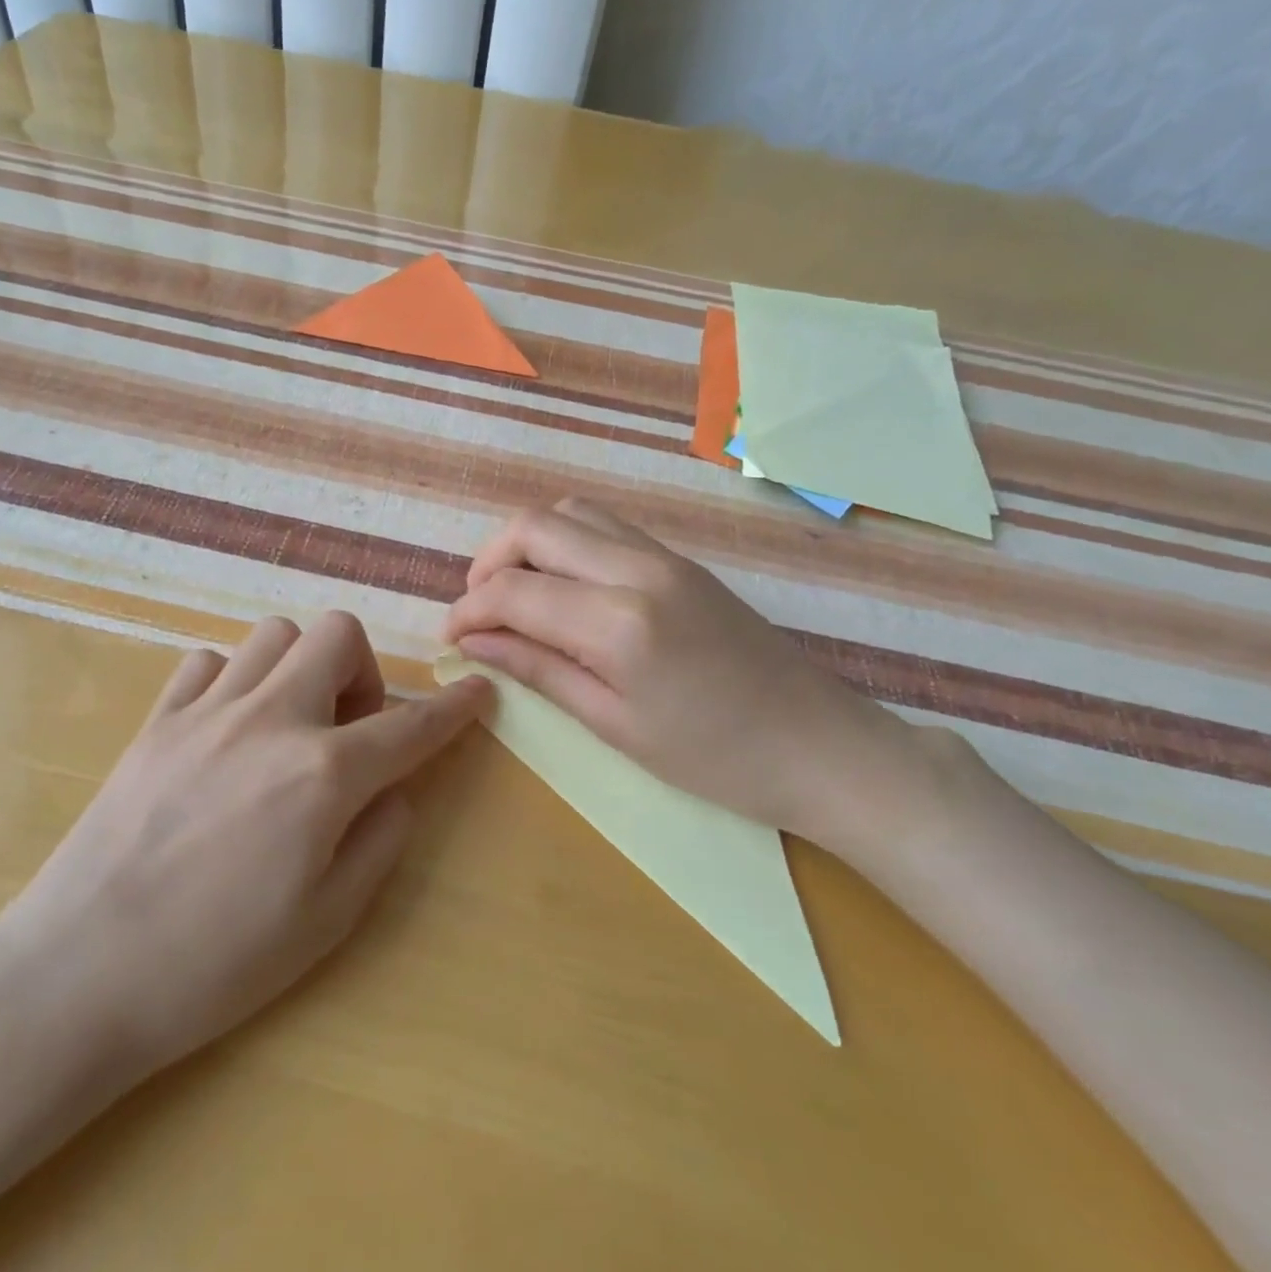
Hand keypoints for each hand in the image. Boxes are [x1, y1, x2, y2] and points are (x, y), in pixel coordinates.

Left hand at [0, 612, 489, 1102]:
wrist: (78, 974)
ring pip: (273, 634)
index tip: (478, 691)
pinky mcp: (155, 720)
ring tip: (288, 725)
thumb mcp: (328, 920)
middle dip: (363, 671)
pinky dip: (234, 681)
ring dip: (299, 668)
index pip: (412, 724)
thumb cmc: (215, 964)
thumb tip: (395, 788)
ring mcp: (206, 711)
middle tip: (349, 729)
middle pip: (337, 634)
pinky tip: (227, 730)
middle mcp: (271, 720)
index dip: (456, 707)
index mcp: (324, 774)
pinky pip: (208, 663)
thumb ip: (380, 839)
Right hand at [442, 500, 914, 848]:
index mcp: (618, 622)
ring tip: (516, 597)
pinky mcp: (681, 559)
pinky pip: (605, 527)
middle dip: (488, 562)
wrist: (820, 746)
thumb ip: (538, 669)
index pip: (513, 591)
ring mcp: (665, 555)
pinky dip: (565, 545)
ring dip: (527, 545)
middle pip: (535, 526)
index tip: (449, 638)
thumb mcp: (613, 724)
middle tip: (478, 611)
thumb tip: (472, 641)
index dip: (468, 610)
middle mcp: (638, 569)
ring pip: (570, 513)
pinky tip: (563, 591)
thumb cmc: (714, 758)